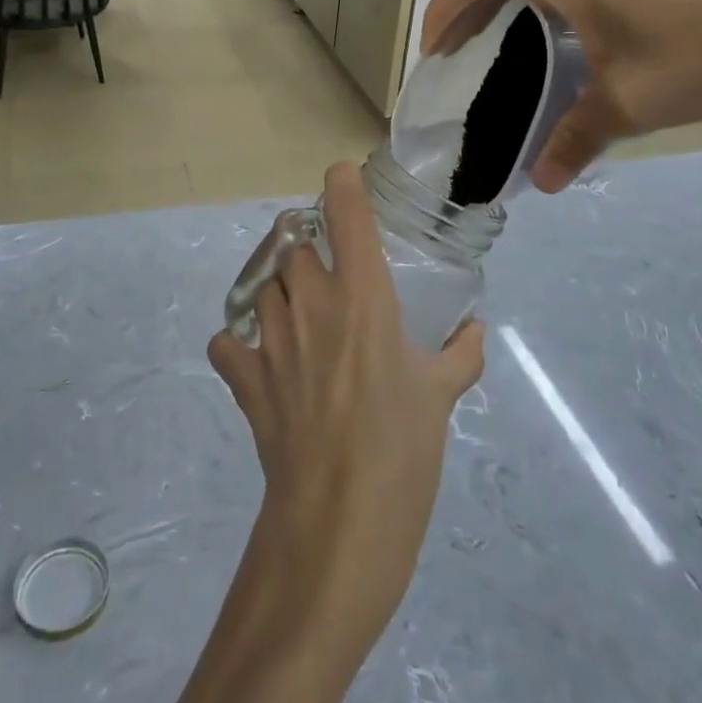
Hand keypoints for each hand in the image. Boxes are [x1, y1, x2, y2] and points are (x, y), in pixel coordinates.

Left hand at [207, 162, 485, 666]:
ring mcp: (270, 336)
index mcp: (363, 297)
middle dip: (306, 246)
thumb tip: (472, 330)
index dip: (341, 185)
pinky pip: (229, 342)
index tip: (342, 178)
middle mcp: (311, 302)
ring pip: (262, 286)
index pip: (345, 214)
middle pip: (291, 243)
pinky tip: (259, 362)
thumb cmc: (400, 451)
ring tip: (299, 317)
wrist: (337, 523)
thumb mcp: (441, 398)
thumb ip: (459, 355)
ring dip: (279, 292)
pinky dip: (239, 344)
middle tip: (326, 269)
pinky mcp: (244, 375)